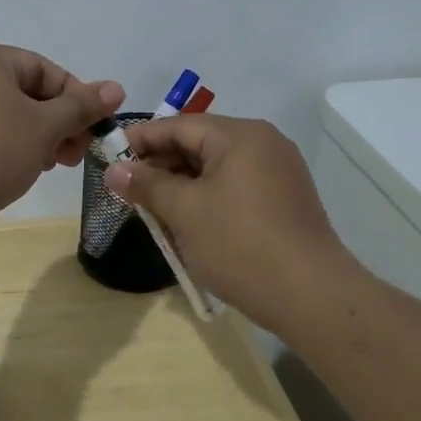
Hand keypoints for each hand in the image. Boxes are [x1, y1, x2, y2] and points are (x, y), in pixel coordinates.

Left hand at [0, 43, 123, 240]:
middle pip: (27, 93)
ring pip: (8, 118)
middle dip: (59, 124)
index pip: (45, 69)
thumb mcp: (45, 126)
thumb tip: (117, 88)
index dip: (77, 99)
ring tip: (55, 165)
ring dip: (39, 139)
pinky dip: (11, 150)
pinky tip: (24, 173)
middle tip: (79, 154)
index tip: (97, 129)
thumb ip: (81, 106)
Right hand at [103, 115, 354, 331]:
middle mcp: (263, 144)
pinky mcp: (284, 200)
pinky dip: (206, 197)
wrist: (311, 295)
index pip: (178, 125)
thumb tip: (114, 170)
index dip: (140, 139)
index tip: (109, 156)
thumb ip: (146, 185)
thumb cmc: (240, 244)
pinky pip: (234, 187)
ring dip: (181, 184)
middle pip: (198, 144)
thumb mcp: (184, 212)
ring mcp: (278, 172)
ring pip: (216, 168)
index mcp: (240, 136)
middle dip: (160, 165)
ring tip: (151, 208)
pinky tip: (187, 221)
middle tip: (126, 188)